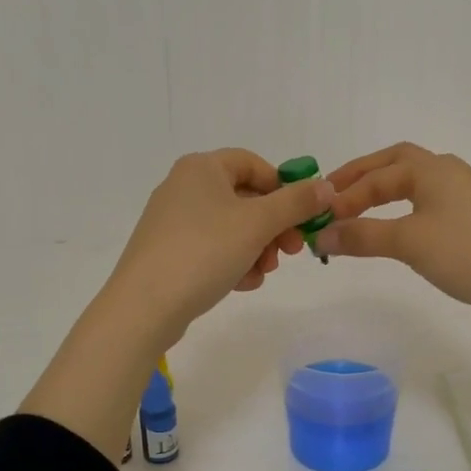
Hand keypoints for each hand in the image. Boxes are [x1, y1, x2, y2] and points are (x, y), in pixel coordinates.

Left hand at [103, 149, 332, 346]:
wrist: (144, 306)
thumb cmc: (204, 252)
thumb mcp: (258, 224)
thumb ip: (296, 203)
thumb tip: (326, 186)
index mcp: (201, 168)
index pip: (254, 164)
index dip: (283, 188)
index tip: (301, 217)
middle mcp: (184, 186)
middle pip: (245, 198)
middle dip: (273, 227)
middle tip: (290, 252)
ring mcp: (173, 221)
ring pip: (231, 227)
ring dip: (256, 249)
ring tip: (262, 273)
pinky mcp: (168, 251)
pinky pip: (212, 248)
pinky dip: (232, 262)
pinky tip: (240, 285)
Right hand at [315, 143, 470, 323]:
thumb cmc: (469, 253)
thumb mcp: (409, 243)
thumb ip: (362, 236)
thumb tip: (322, 236)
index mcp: (430, 169)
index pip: (374, 176)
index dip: (343, 197)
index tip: (318, 221)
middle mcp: (447, 171)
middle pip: (394, 164)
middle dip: (360, 178)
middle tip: (332, 198)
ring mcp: (464, 193)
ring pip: (412, 184)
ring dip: (381, 193)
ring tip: (356, 214)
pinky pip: (427, 203)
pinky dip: (402, 210)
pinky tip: (397, 230)